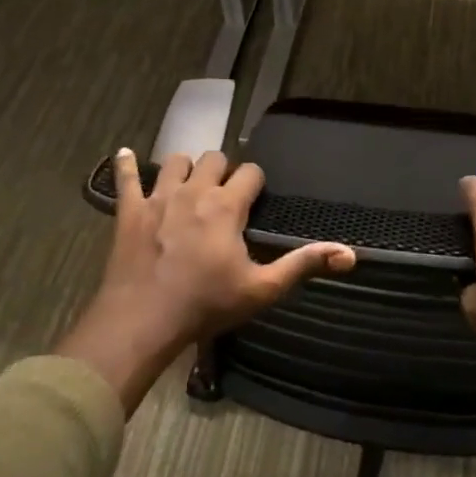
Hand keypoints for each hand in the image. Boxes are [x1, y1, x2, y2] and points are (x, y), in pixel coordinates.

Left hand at [57, 148, 354, 410]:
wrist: (142, 321)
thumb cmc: (205, 305)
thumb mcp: (261, 289)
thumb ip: (303, 265)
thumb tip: (350, 254)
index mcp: (226, 206)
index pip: (250, 172)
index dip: (255, 182)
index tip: (254, 197)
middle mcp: (194, 191)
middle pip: (214, 158)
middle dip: (223, 170)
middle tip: (223, 194)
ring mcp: (158, 197)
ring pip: (176, 161)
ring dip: (185, 168)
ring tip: (189, 185)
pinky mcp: (129, 211)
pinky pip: (125, 178)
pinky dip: (126, 165)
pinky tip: (124, 155)